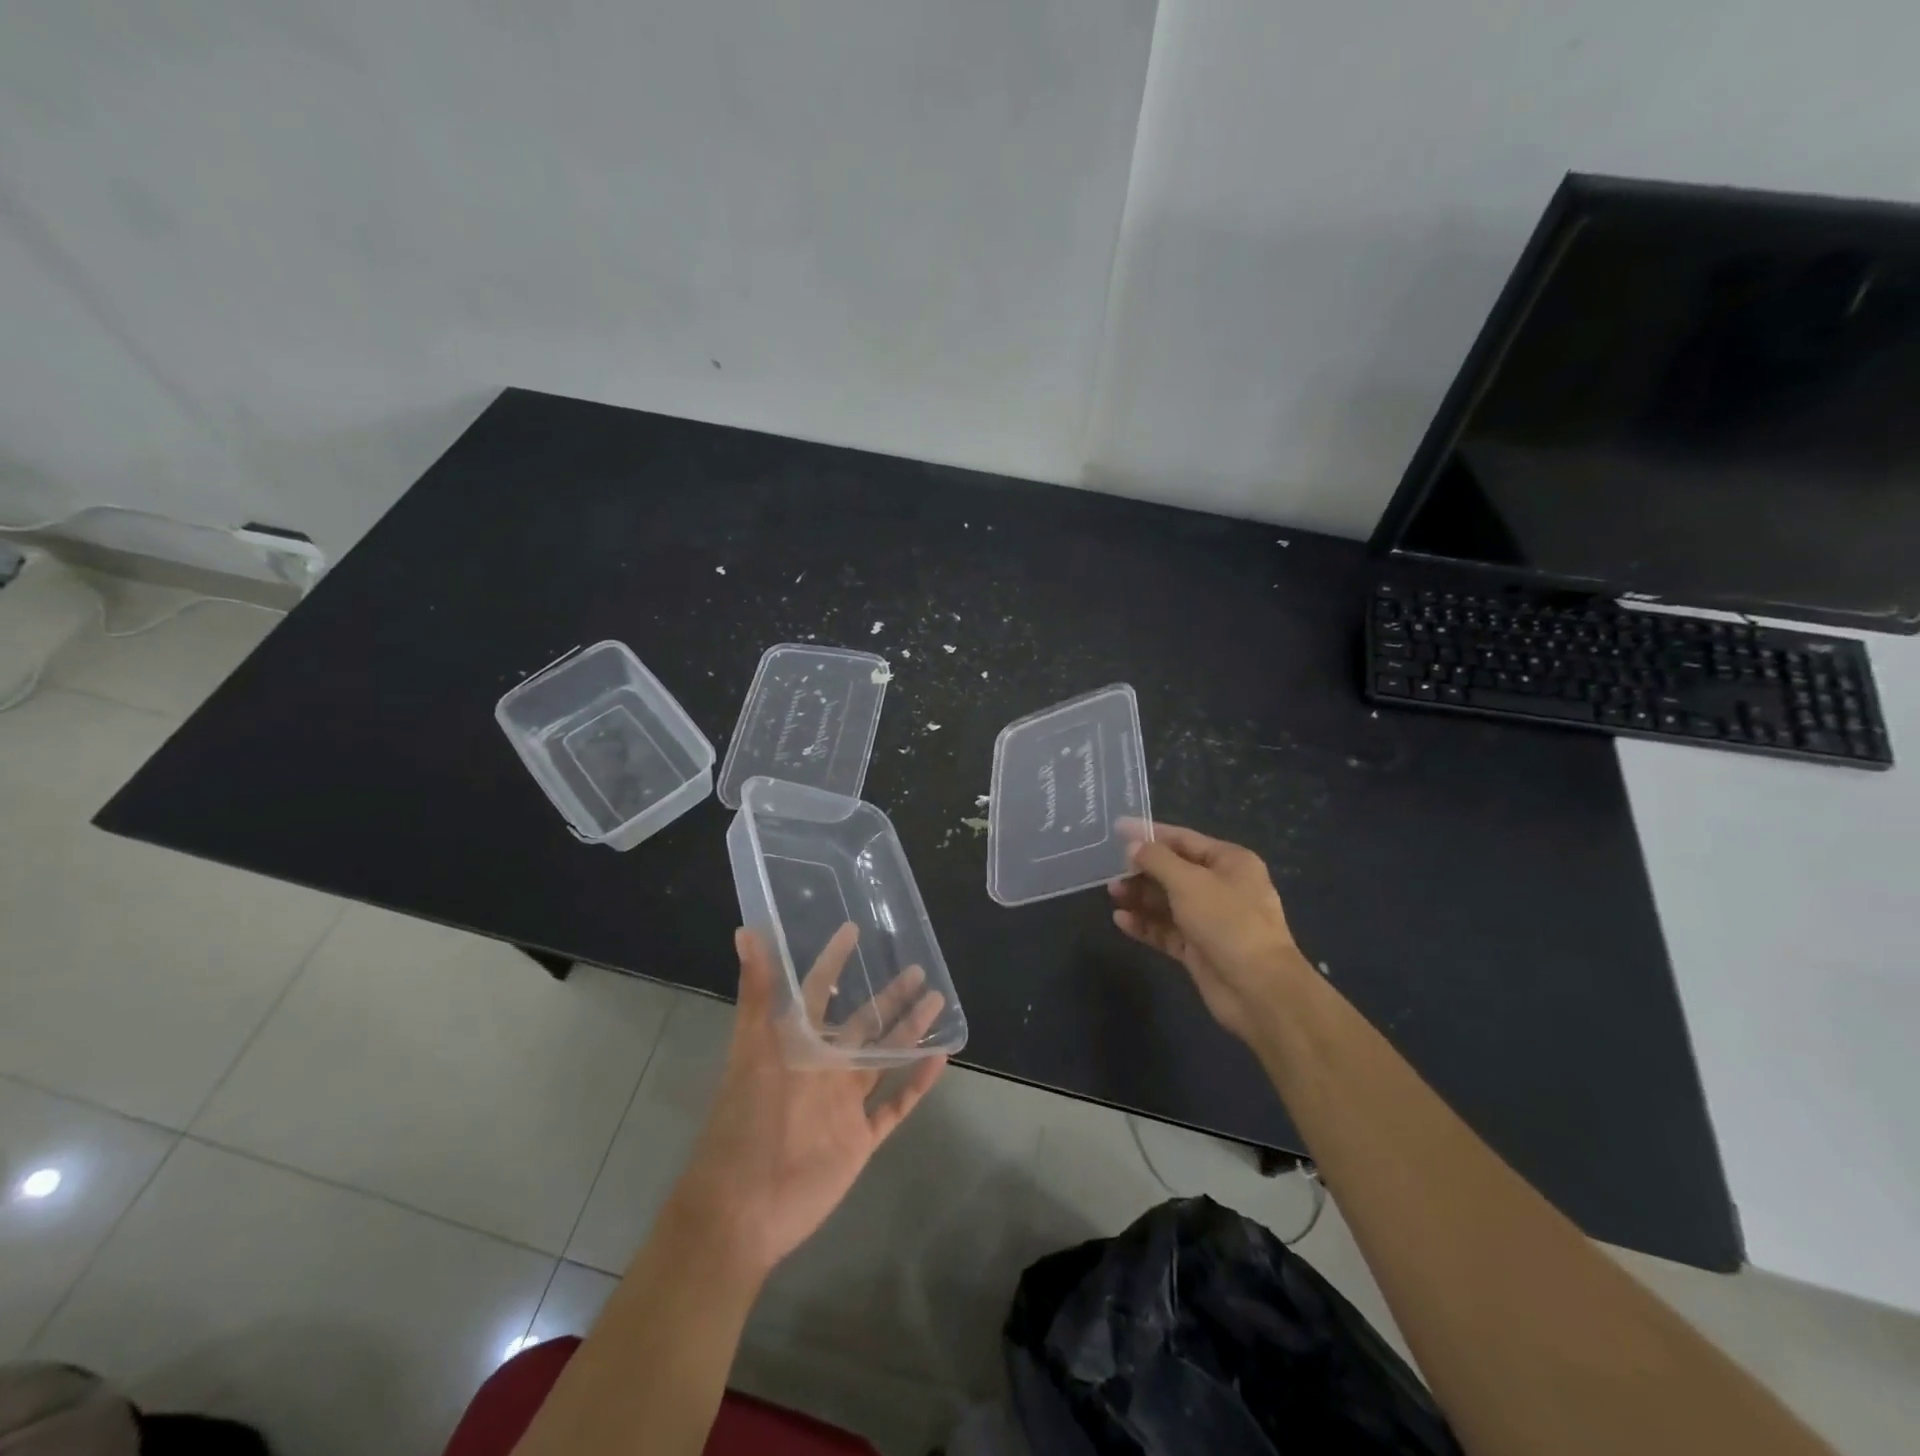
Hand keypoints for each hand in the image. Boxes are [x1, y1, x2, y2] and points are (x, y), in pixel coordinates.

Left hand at [672, 925, 947, 1278]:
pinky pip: (895, 1106)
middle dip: (888, 996)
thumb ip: (756, 992)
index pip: (819, 990)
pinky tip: (939, 1059)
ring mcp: (843, 1102)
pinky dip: (917, 1085)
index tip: (854, 929)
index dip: (834, 960)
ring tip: (937, 1001)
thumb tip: (745, 931)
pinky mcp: (859, 1137)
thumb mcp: (751, 1049)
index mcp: (797, 1043)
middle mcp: (823, 1066)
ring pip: (883, 1057)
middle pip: (862, 1022)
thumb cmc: (745, 1121)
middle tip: (917, 968)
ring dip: (909, 1031)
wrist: (742, 1208)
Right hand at [1110, 823, 1311, 1045]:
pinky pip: (1167, 930)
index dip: (1149, 833)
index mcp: (1230, 862)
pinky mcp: (1199, 949)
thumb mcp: (1189, 882)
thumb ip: (1157, 860)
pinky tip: (1120, 920)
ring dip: (1140, 897)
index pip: (1183, 839)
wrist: (1258, 989)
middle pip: (1174, 871)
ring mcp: (1211, 920)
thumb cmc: (1227, 922)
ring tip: (1112, 894)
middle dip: (1142, 870)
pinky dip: (1146, 924)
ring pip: (1168, 902)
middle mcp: (1222, 887)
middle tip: (1110, 871)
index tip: (1117, 829)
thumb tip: (1134, 847)